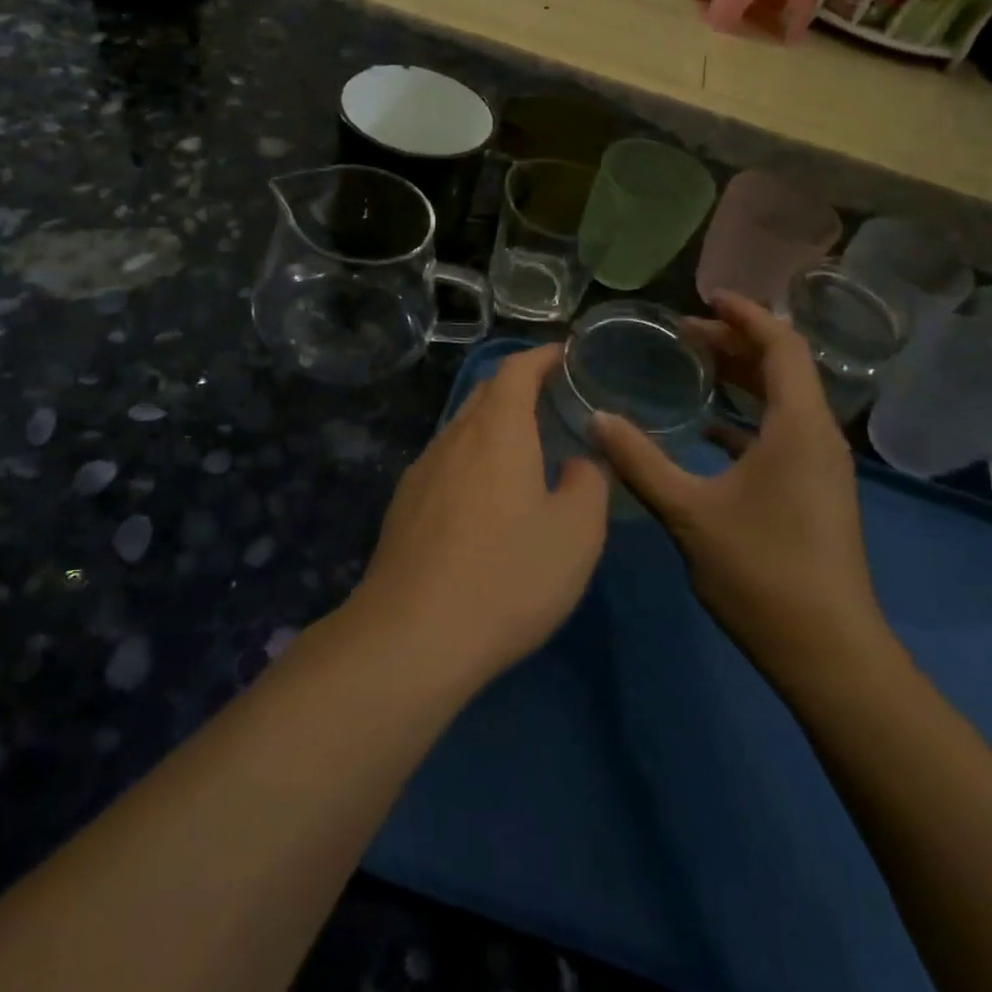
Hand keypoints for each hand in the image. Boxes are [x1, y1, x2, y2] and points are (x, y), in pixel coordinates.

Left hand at [351, 344, 608, 687]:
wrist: (412, 636)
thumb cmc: (506, 577)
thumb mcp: (575, 535)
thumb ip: (587, 485)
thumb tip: (578, 463)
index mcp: (497, 432)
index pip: (515, 371)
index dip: (540, 356)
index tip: (564, 355)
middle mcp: (453, 439)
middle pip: (485, 394)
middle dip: (518, 386)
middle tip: (552, 399)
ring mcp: (422, 472)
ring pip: (462, 429)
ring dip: (493, 424)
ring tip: (525, 446)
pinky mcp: (404, 506)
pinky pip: (445, 462)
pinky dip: (473, 457)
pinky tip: (485, 495)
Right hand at [591, 292, 886, 664]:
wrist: (827, 651)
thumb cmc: (762, 572)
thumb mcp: (689, 513)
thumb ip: (640, 461)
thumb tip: (596, 419)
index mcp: (798, 426)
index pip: (780, 345)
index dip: (745, 314)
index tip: (704, 297)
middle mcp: (816, 436)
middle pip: (782, 367)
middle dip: (735, 342)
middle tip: (684, 332)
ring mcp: (819, 466)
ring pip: (782, 400)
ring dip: (742, 377)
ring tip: (695, 366)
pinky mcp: (813, 491)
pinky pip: (780, 432)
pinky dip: (746, 416)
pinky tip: (709, 429)